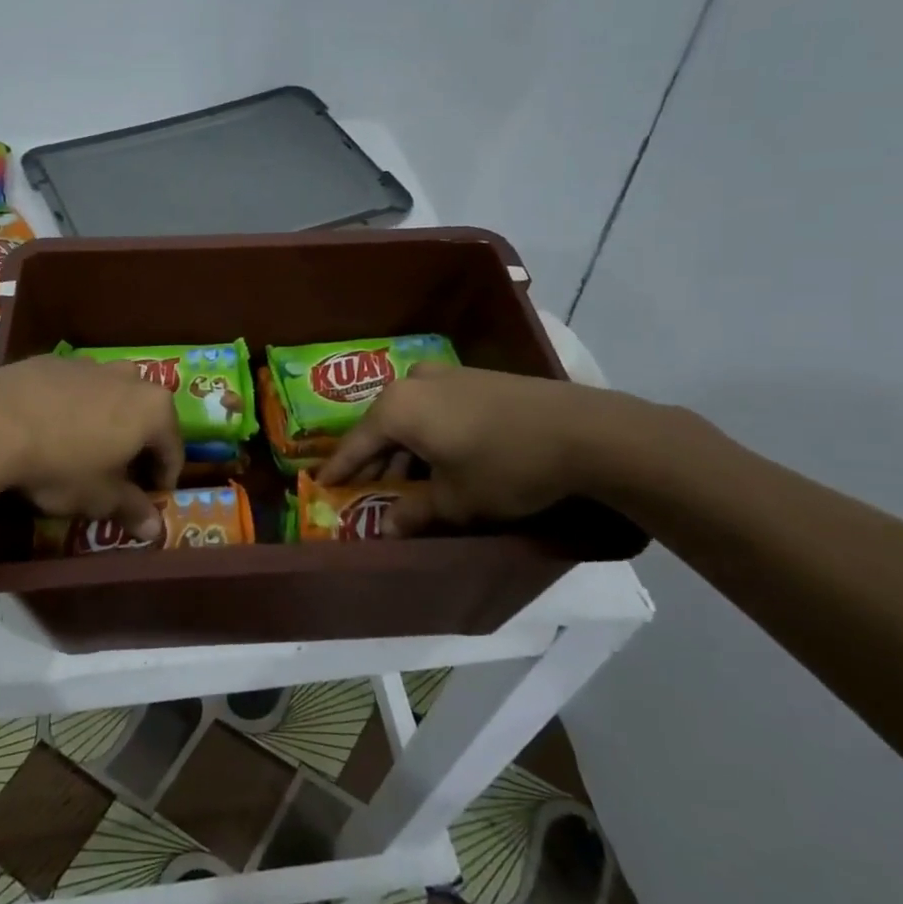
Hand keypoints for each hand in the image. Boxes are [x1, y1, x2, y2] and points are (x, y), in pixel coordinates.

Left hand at [0, 356, 182, 539]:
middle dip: (137, 446)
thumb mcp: (100, 498)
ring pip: (111, 398)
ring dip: (107, 423)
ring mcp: (91, 365)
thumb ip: (132, 509)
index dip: (163, 479)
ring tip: (83, 451)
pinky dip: (74, 408)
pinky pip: (76, 389)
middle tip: (118, 476)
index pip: (173, 449)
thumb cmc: (62, 464)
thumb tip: (154, 529)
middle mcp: (130, 378)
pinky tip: (50, 431)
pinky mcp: (55, 361)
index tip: (149, 499)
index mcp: (153, 409)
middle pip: (145, 417)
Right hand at [315, 365, 640, 533]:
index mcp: (398, 408)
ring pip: (410, 416)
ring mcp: (446, 374)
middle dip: (374, 460)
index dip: (339, 469)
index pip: (356, 444)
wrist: (582, 431)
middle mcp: (413, 383)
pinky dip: (428, 434)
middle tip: (365, 488)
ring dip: (404, 449)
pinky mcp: (474, 377)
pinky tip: (440, 459)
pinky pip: (434, 408)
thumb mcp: (456, 501)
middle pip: (381, 426)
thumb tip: (385, 528)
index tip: (320, 485)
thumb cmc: (505, 467)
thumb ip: (414, 513)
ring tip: (407, 482)